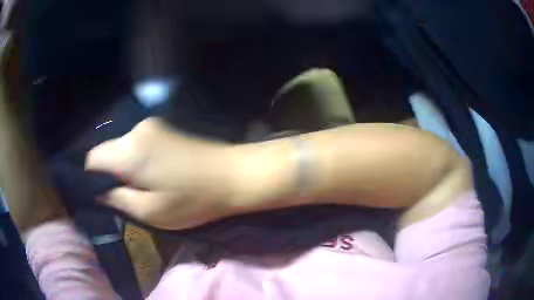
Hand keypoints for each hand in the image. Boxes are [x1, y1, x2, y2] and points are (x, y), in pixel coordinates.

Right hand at [85, 118, 236, 229]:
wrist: (233, 175)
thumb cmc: (193, 200)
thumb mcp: (150, 212)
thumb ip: (117, 199)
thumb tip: (97, 192)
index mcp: (129, 151)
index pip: (92, 159)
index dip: (91, 178)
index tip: (101, 194)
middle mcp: (136, 130)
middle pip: (107, 152)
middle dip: (109, 174)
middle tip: (127, 195)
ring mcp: (151, 124)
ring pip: (122, 147)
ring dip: (125, 167)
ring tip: (145, 185)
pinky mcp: (164, 125)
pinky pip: (137, 143)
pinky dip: (137, 159)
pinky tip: (155, 172)